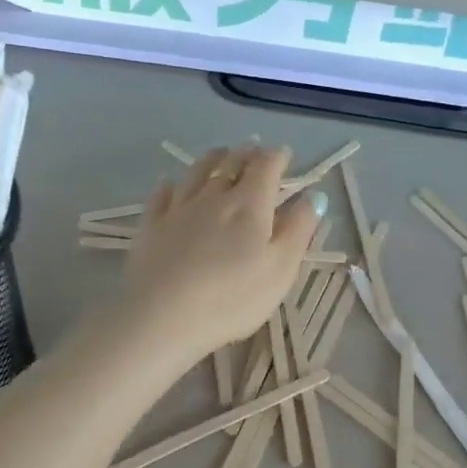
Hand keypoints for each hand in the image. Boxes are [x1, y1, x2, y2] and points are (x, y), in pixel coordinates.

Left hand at [116, 146, 315, 366]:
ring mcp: (178, 208)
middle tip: (254, 151)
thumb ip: (299, 230)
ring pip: (197, 173)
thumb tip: (315, 196)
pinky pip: (162, 195)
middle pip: (231, 164)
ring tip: (220, 154)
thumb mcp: (281, 269)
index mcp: (250, 204)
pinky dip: (172, 185)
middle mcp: (213, 196)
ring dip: (212, 159)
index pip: (266, 167)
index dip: (278, 157)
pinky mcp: (151, 226)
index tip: (285, 155)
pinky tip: (172, 185)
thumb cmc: (232, 298)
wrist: (162, 316)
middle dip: (246, 154)